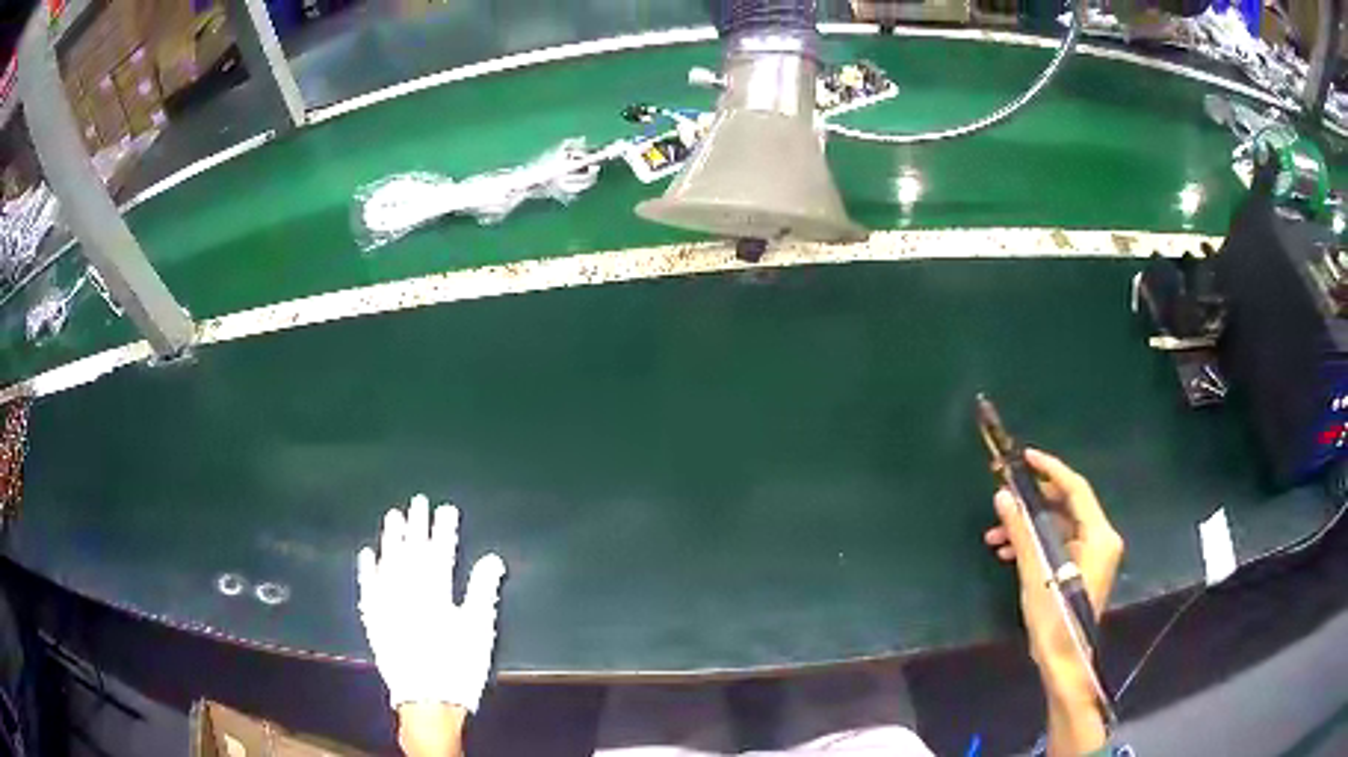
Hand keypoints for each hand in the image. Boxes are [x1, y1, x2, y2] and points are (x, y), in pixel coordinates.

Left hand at [358, 495, 506, 717]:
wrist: (427, 700)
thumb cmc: (458, 667)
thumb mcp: (479, 631)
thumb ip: (482, 591)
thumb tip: (492, 559)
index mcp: (436, 593)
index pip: (440, 553)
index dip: (444, 530)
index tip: (446, 509)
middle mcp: (407, 592)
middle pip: (411, 552)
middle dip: (417, 526)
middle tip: (418, 501)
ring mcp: (387, 605)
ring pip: (387, 564)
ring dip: (390, 539)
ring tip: (393, 517)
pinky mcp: (374, 620)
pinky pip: (367, 588)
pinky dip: (367, 571)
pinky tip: (367, 554)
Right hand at [983, 449, 1123, 755]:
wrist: (1065, 660)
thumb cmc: (1055, 616)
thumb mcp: (1036, 572)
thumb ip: (1022, 531)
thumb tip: (1003, 495)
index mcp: (1099, 535)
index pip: (1076, 489)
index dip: (1051, 469)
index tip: (1025, 457)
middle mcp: (1101, 539)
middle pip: (1067, 507)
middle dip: (1033, 504)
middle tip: (1004, 500)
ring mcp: (1092, 555)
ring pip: (1059, 527)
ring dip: (1029, 527)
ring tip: (995, 535)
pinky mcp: (1082, 570)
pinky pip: (1059, 545)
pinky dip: (1036, 544)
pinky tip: (1008, 552)